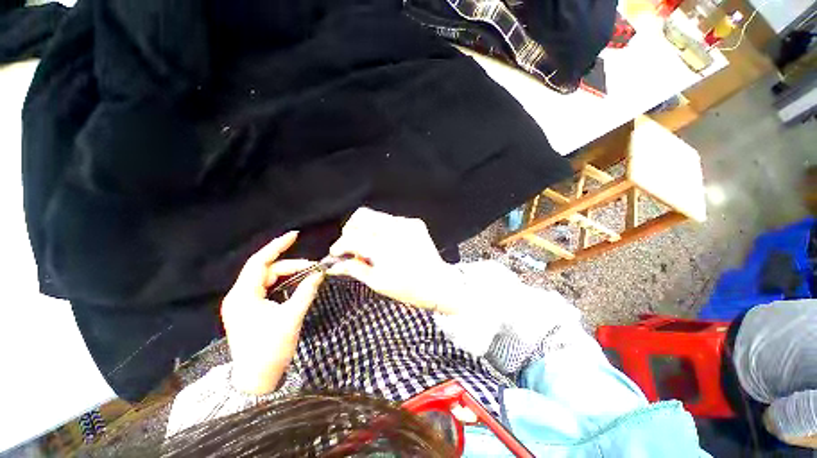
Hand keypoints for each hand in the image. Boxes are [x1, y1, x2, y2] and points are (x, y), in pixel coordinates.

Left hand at [221, 232, 323, 394]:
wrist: (256, 380)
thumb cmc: (271, 349)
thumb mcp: (291, 317)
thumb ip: (306, 292)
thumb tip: (319, 273)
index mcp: (243, 296)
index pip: (260, 262)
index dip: (277, 246)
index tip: (295, 235)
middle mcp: (239, 296)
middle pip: (266, 271)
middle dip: (291, 266)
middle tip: (313, 269)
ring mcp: (243, 304)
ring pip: (267, 280)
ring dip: (288, 276)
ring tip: (308, 276)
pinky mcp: (249, 310)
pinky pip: (267, 289)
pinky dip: (282, 285)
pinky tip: (295, 286)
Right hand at [327, 208, 464, 313]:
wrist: (438, 283)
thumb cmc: (409, 289)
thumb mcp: (378, 282)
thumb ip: (354, 269)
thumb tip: (335, 265)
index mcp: (385, 248)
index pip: (352, 237)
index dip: (340, 245)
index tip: (336, 252)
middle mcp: (395, 230)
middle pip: (361, 216)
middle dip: (350, 230)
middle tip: (351, 246)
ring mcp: (407, 224)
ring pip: (375, 215)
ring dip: (366, 228)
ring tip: (369, 246)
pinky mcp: (414, 223)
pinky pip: (390, 219)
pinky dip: (381, 229)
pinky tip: (385, 243)